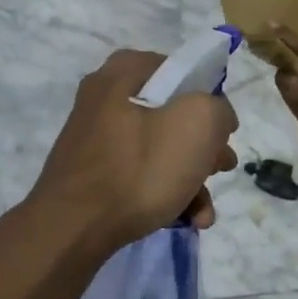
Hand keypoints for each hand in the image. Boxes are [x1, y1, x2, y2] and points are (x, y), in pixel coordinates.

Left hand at [31, 48, 239, 252]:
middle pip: (174, 114)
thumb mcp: (199, 123)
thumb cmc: (140, 167)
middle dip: (205, 147)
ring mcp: (96, 136)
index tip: (224, 132)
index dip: (212, 101)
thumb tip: (216, 119)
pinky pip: (139, 173)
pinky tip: (185, 219)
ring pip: (160, 148)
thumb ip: (219, 109)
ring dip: (191, 178)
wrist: (73, 228)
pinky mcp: (92, 172)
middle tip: (222, 168)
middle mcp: (106, 96)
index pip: (184, 72)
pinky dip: (165, 192)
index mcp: (125, 70)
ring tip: (205, 212)